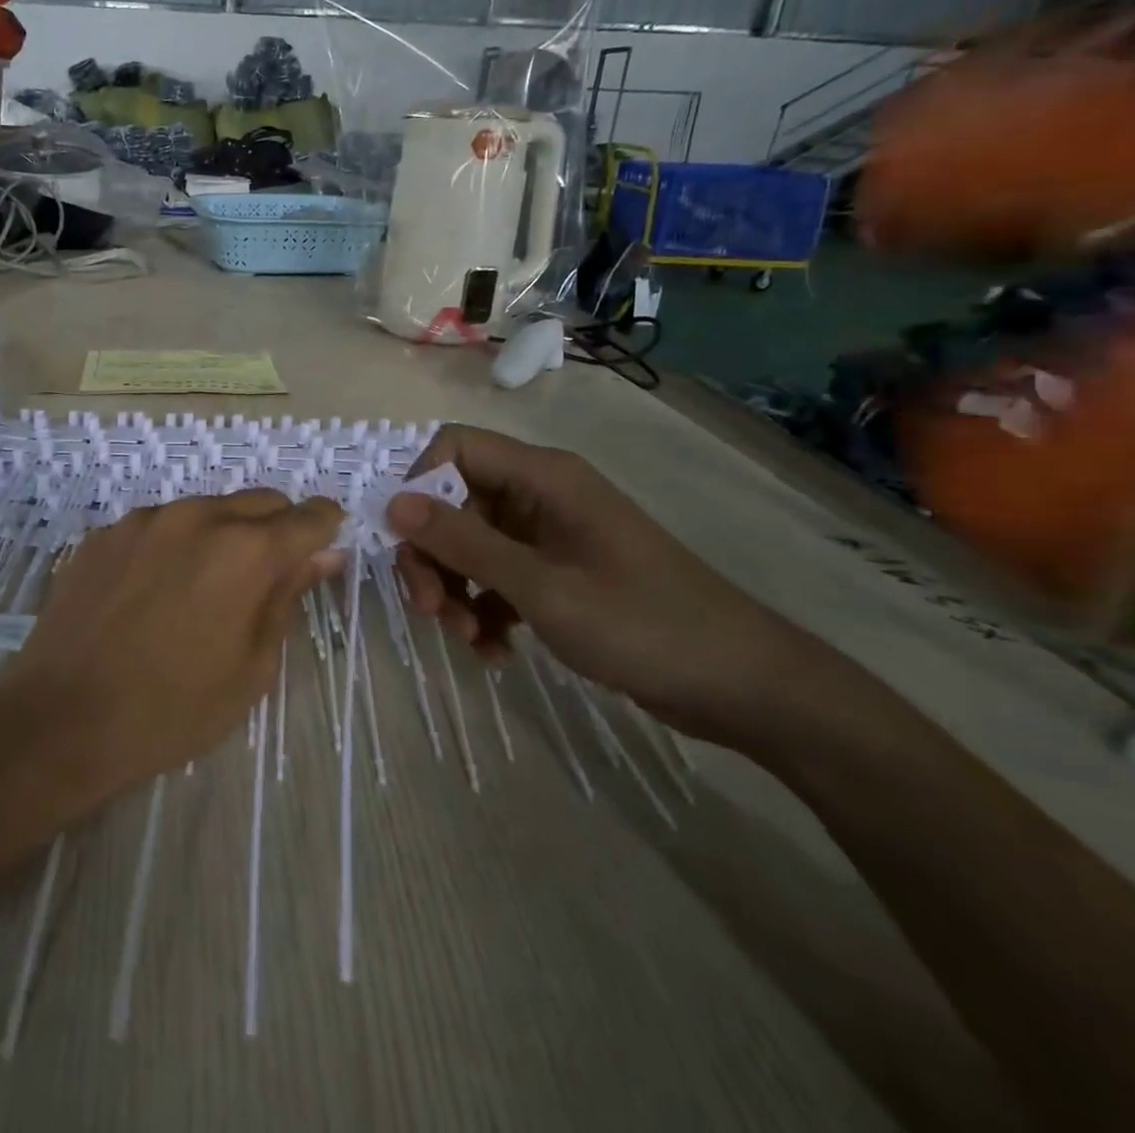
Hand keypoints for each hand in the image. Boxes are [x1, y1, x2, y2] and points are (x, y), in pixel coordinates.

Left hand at [7, 489, 342, 795]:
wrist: (61, 721)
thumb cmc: (172, 710)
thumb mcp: (251, 667)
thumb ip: (289, 597)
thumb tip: (323, 555)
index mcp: (245, 550)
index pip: (308, 517)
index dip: (325, 528)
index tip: (326, 546)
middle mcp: (197, 517)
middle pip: (260, 502)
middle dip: (277, 529)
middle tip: (267, 578)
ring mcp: (144, 520)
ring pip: (207, 509)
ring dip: (222, 535)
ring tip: (202, 589)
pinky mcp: (105, 533)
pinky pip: (158, 525)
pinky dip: (173, 546)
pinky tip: (153, 592)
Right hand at [389, 425, 820, 740]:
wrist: (741, 686)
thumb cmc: (643, 624)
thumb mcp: (541, 586)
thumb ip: (464, 543)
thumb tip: (393, 503)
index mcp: (543, 477)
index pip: (454, 448)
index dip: (418, 486)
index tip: (402, 540)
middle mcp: (540, 496)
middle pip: (455, 502)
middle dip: (434, 556)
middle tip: (430, 611)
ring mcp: (548, 536)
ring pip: (471, 545)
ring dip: (456, 591)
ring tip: (469, 640)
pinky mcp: (557, 573)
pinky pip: (498, 578)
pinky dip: (486, 611)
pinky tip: (495, 651)